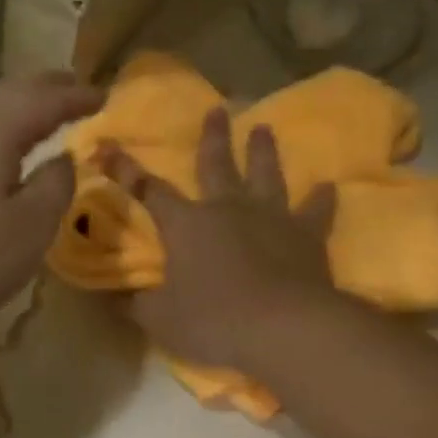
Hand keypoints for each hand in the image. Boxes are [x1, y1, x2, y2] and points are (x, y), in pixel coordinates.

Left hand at [0, 73, 104, 338]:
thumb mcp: (30, 228)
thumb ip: (56, 185)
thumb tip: (61, 158)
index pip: (47, 99)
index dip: (78, 97)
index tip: (105, 96)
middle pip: (10, 91)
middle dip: (45, 90)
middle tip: (74, 91)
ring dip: (15, 105)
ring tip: (38, 114)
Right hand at [99, 107, 337, 370]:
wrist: (285, 328)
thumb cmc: (214, 320)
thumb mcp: (160, 319)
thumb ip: (135, 304)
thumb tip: (109, 298)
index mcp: (186, 224)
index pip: (149, 191)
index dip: (126, 170)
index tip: (109, 146)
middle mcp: (227, 209)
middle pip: (217, 164)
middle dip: (213, 137)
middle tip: (217, 109)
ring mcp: (271, 218)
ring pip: (267, 175)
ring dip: (264, 151)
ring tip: (264, 128)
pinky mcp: (307, 236)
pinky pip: (316, 212)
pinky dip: (322, 199)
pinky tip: (329, 186)